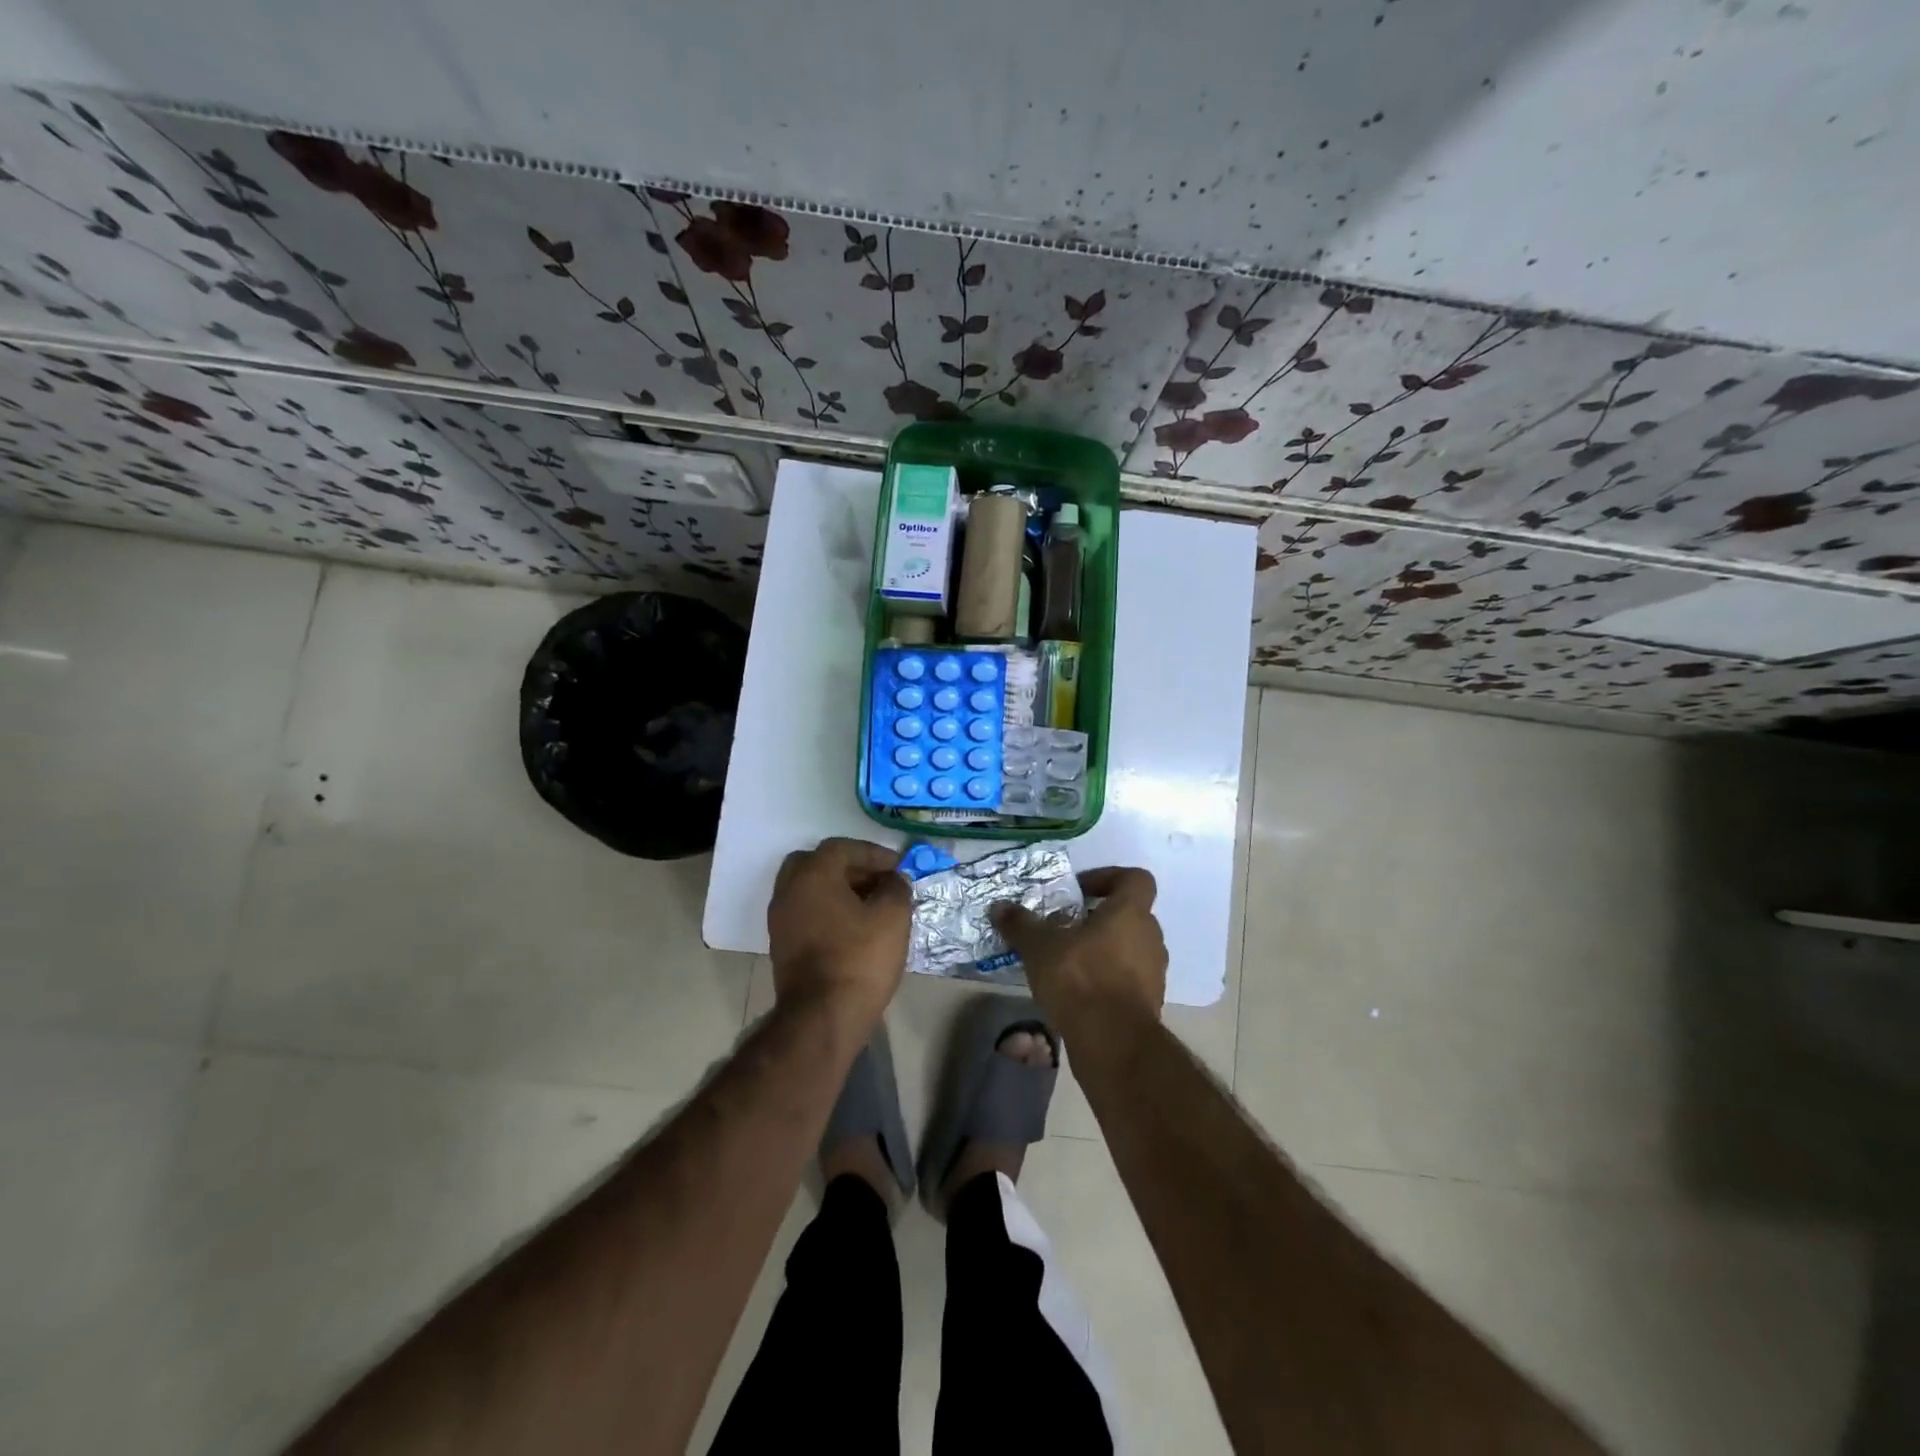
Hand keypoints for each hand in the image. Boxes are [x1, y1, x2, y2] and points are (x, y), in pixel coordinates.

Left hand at [768, 837, 911, 1033]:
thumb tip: (894, 880)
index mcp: (812, 874)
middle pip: (817, 863)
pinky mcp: (781, 945)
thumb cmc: (859, 958)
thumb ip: (896, 888)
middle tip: (877, 881)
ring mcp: (780, 919)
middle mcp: (788, 890)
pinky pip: (805, 912)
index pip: (843, 847)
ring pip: (809, 889)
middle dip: (849, 867)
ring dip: (837, 890)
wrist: (822, 1017)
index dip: (874, 854)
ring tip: (870, 905)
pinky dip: (827, 910)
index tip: (899, 868)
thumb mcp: (892, 917)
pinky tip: (852, 927)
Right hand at [991, 867, 1166, 1031]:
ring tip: (1068, 960)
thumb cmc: (1080, 979)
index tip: (1080, 890)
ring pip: (1130, 948)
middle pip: (1131, 914)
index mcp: (1130, 913)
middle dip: (1100, 917)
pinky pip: (1128, 978)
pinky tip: (1078, 991)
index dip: (1110, 877)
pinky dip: (1108, 977)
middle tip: (1067, 926)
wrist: (1113, 1043)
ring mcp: (1154, 972)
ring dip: (1104, 949)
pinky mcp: (1148, 1003)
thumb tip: (999, 907)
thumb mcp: (1040, 947)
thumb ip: (1021, 924)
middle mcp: (1150, 937)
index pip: (1136, 879)